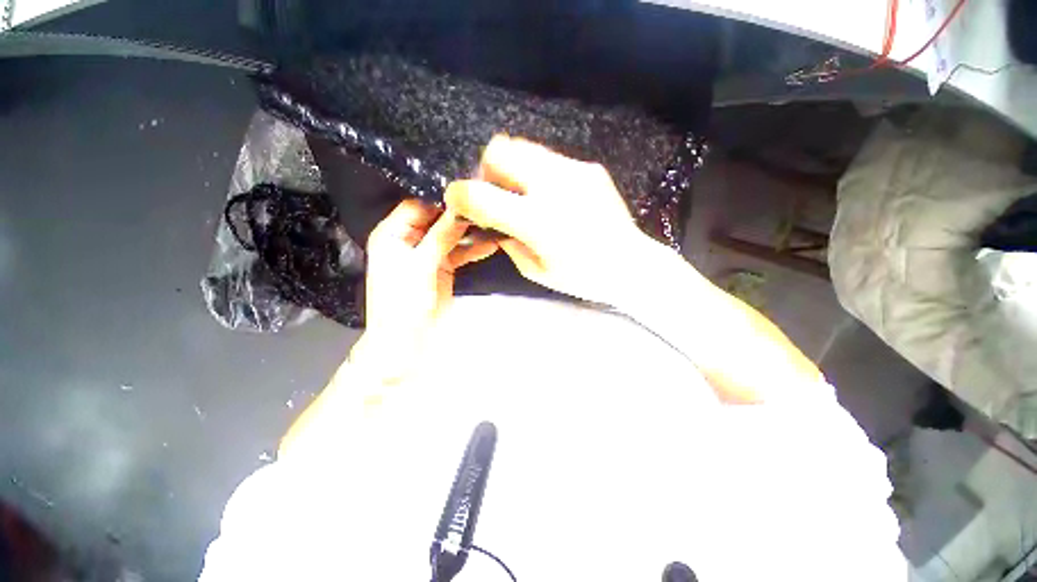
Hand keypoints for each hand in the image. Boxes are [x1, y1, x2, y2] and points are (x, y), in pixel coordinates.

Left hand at [352, 200, 497, 381]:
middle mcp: (410, 240)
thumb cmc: (403, 303)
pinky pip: (460, 253)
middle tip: (487, 205)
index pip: (417, 205)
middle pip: (437, 219)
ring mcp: (429, 255)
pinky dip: (474, 250)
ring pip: (451, 236)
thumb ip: (441, 236)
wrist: (408, 344)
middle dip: (460, 215)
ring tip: (494, 222)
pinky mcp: (444, 269)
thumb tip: (461, 207)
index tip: (469, 193)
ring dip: (470, 233)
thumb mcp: (420, 266)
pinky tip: (493, 244)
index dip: (441, 199)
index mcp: (393, 234)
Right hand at [444, 135, 656, 304]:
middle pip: (500, 150)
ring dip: (512, 168)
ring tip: (523, 194)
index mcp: (536, 221)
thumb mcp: (534, 269)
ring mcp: (573, 170)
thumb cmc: (581, 276)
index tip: (457, 200)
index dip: (459, 195)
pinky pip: (548, 159)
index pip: (480, 195)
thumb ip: (507, 241)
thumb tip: (494, 223)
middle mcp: (552, 186)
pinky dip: (536, 172)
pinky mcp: (588, 168)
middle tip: (496, 194)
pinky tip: (550, 195)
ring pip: (523, 146)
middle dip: (486, 170)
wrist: (630, 263)